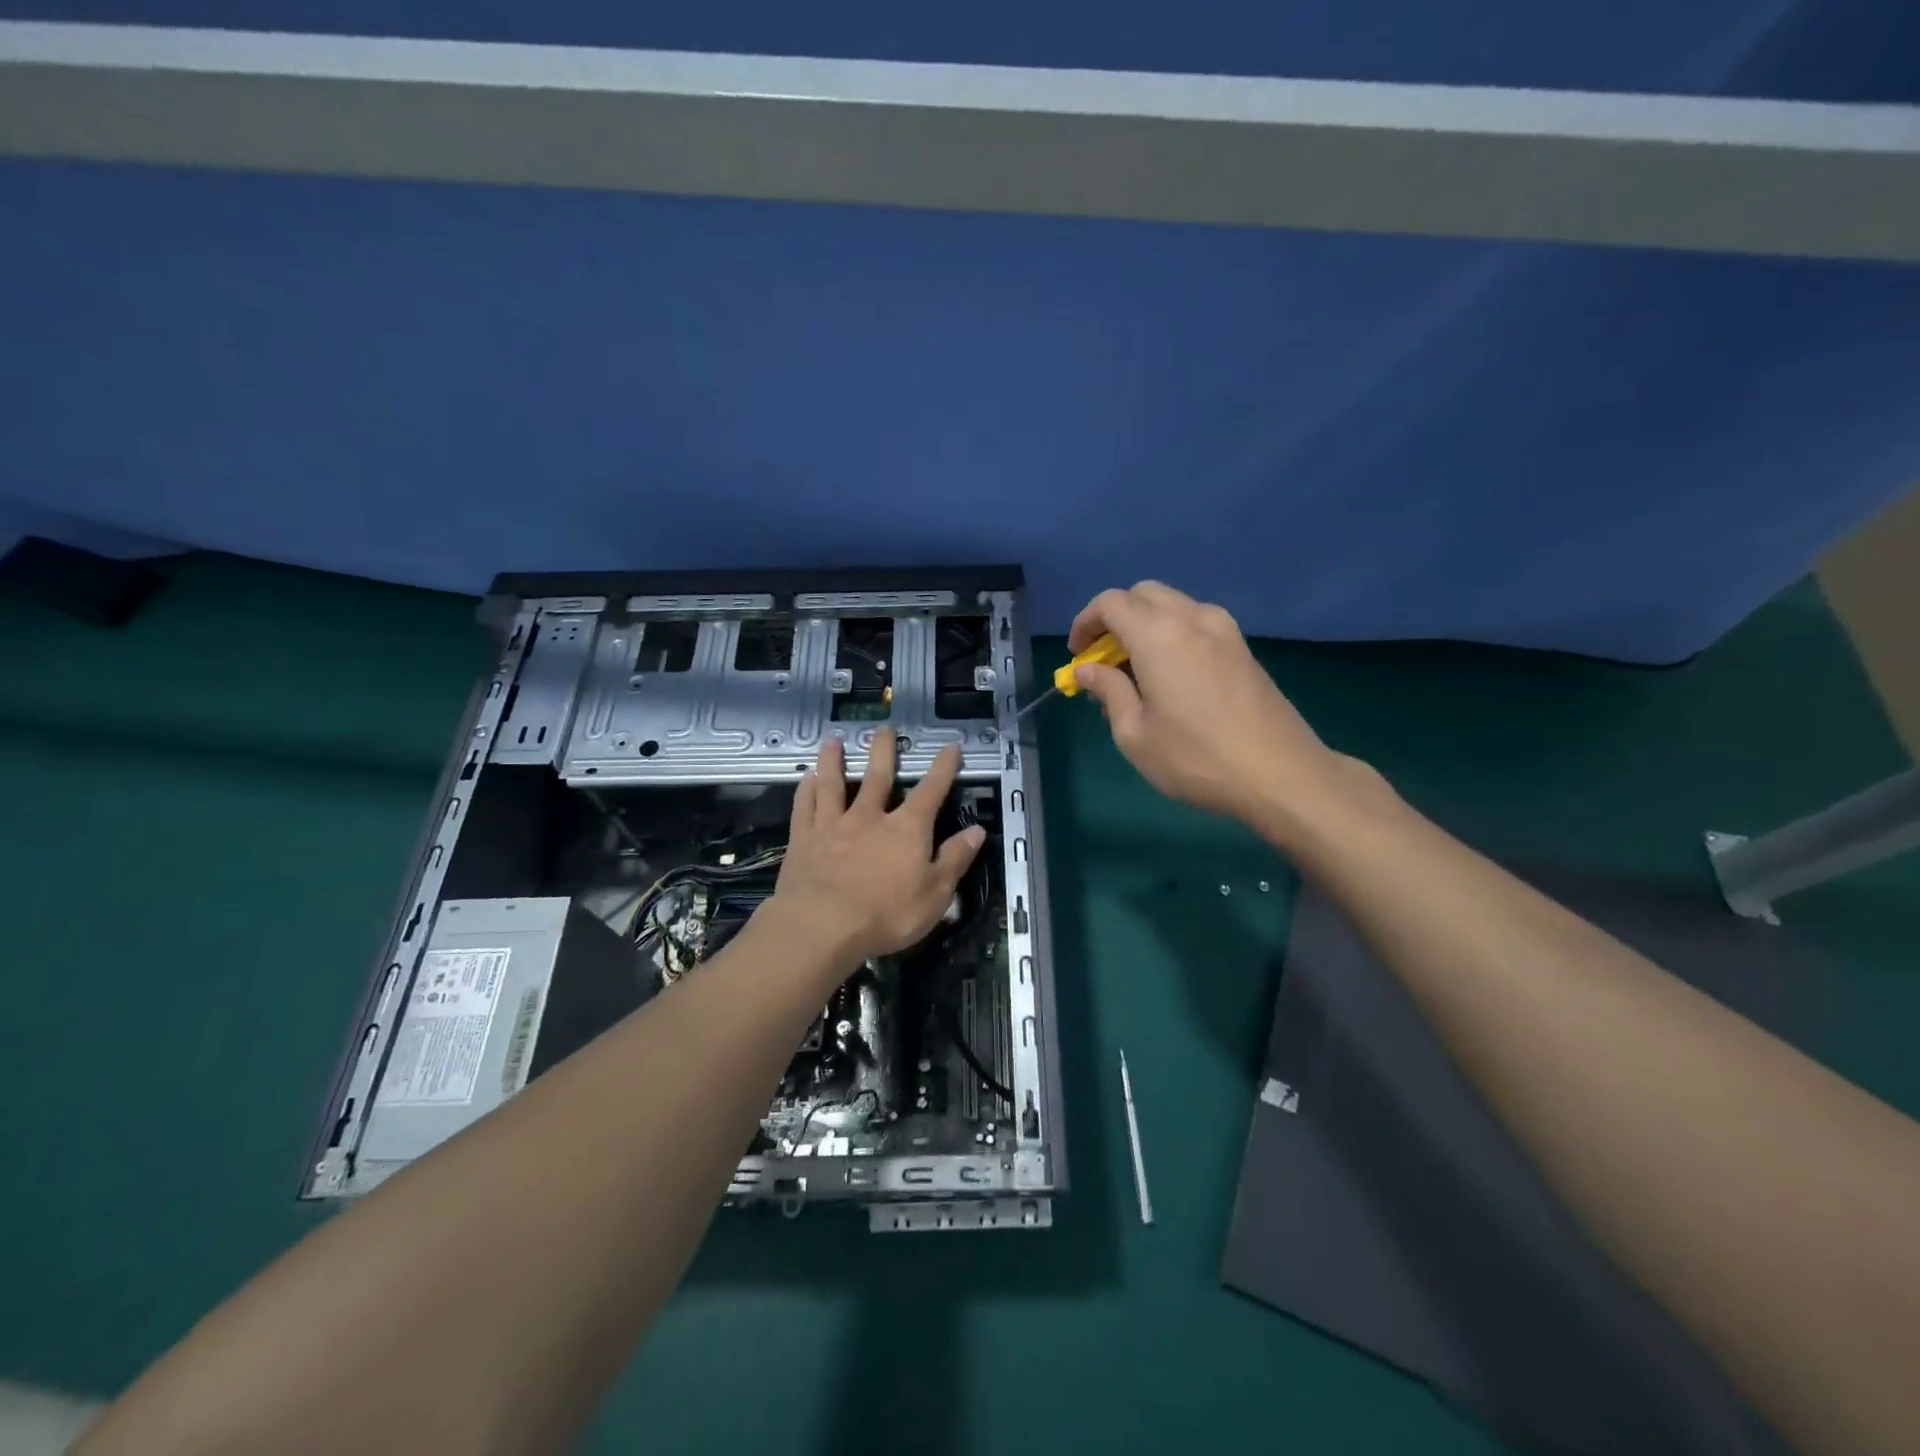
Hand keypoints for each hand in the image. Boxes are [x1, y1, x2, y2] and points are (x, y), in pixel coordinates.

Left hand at [768, 728, 985, 971]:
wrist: (822, 926)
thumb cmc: (886, 914)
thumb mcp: (935, 894)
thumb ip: (954, 859)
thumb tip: (977, 831)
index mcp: (906, 829)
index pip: (931, 791)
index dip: (943, 768)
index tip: (951, 746)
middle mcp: (869, 817)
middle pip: (878, 777)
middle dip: (883, 751)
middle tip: (884, 728)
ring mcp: (832, 825)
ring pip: (834, 784)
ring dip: (834, 761)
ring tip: (833, 741)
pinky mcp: (803, 839)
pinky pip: (804, 807)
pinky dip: (805, 790)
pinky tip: (805, 779)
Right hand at [1069, 582, 1370, 833]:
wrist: (1281, 775)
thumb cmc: (1196, 759)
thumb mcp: (1135, 734)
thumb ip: (1108, 691)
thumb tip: (1088, 669)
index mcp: (1158, 635)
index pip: (1111, 603)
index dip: (1085, 622)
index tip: (1078, 655)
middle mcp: (1192, 618)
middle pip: (1143, 594)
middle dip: (1115, 618)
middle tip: (1103, 659)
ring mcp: (1224, 630)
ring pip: (1173, 606)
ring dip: (1145, 625)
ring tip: (1135, 671)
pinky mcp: (1244, 648)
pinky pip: (1197, 623)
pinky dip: (1172, 635)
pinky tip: (1170, 677)